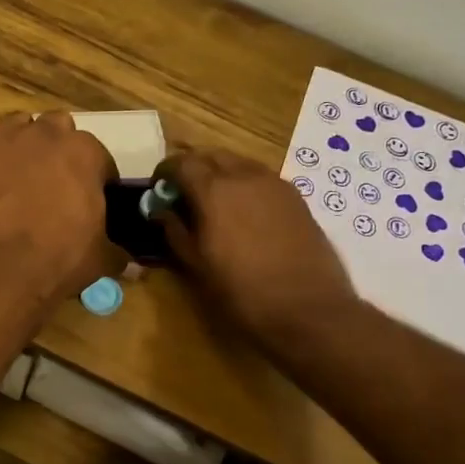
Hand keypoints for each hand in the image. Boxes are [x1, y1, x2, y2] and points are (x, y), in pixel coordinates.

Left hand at [0, 113, 121, 315]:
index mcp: (84, 152)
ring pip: (17, 130)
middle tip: (57, 181)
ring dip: (24, 146)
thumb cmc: (61, 257)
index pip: (99, 158)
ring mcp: (2, 144)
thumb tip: (132, 265)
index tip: (94, 198)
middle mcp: (44, 136)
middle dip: (59, 149)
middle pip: (57, 129)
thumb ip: (118, 253)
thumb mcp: (101, 258)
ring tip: (23, 176)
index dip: (98, 178)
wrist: (0, 270)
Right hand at [159, 148, 356, 347]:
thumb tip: (161, 211)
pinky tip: (243, 212)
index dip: (165, 172)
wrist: (307, 308)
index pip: (180, 163)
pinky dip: (244, 184)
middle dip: (193, 167)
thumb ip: (175, 231)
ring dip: (220, 173)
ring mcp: (275, 183)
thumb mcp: (197, 265)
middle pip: (211, 155)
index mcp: (214, 189)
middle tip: (183, 192)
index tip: (158, 187)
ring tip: (212, 202)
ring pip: (239, 163)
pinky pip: (261, 178)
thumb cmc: (241, 290)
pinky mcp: (296, 197)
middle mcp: (244, 175)